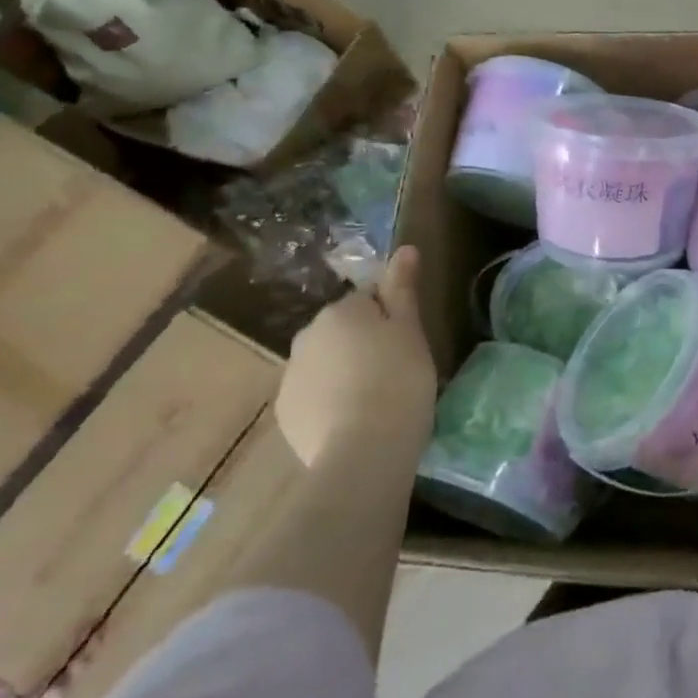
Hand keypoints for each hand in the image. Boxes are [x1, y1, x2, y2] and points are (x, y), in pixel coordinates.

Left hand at [275, 246, 437, 463]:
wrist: (364, 449)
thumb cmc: (399, 380)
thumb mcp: (411, 331)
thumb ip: (403, 289)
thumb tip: (404, 248)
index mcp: (340, 312)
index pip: (367, 301)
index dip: (390, 320)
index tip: (408, 343)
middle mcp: (306, 336)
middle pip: (341, 331)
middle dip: (362, 344)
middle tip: (396, 370)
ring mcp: (291, 376)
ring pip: (326, 363)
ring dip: (345, 372)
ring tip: (376, 399)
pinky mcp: (286, 413)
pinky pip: (313, 395)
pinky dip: (330, 402)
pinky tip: (354, 420)